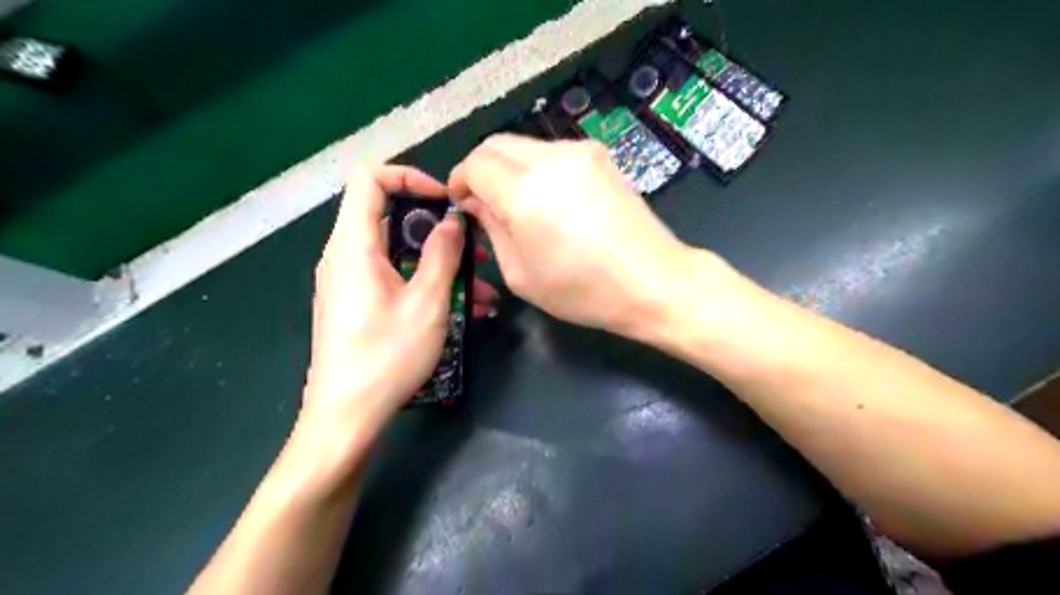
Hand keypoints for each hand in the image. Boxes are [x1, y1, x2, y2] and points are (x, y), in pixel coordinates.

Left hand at [297, 168, 497, 436]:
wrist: (346, 416)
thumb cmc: (386, 356)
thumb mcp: (426, 302)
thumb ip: (442, 254)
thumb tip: (452, 220)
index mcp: (354, 246)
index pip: (369, 179)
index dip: (409, 177)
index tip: (445, 200)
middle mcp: (346, 256)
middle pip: (390, 217)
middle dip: (438, 229)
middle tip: (475, 249)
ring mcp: (351, 282)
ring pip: (399, 253)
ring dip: (441, 263)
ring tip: (483, 289)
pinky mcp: (359, 304)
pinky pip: (395, 278)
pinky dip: (427, 283)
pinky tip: (465, 309)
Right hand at [448, 138, 692, 335]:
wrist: (654, 281)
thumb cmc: (584, 290)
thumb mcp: (521, 274)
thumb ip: (491, 229)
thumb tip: (476, 202)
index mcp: (525, 193)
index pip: (475, 163)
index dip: (459, 180)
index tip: (461, 202)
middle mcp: (550, 159)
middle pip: (496, 144)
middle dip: (480, 168)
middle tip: (482, 201)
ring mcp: (580, 152)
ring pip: (524, 145)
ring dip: (509, 168)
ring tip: (518, 204)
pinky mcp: (600, 155)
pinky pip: (552, 153)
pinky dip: (536, 169)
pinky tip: (549, 199)